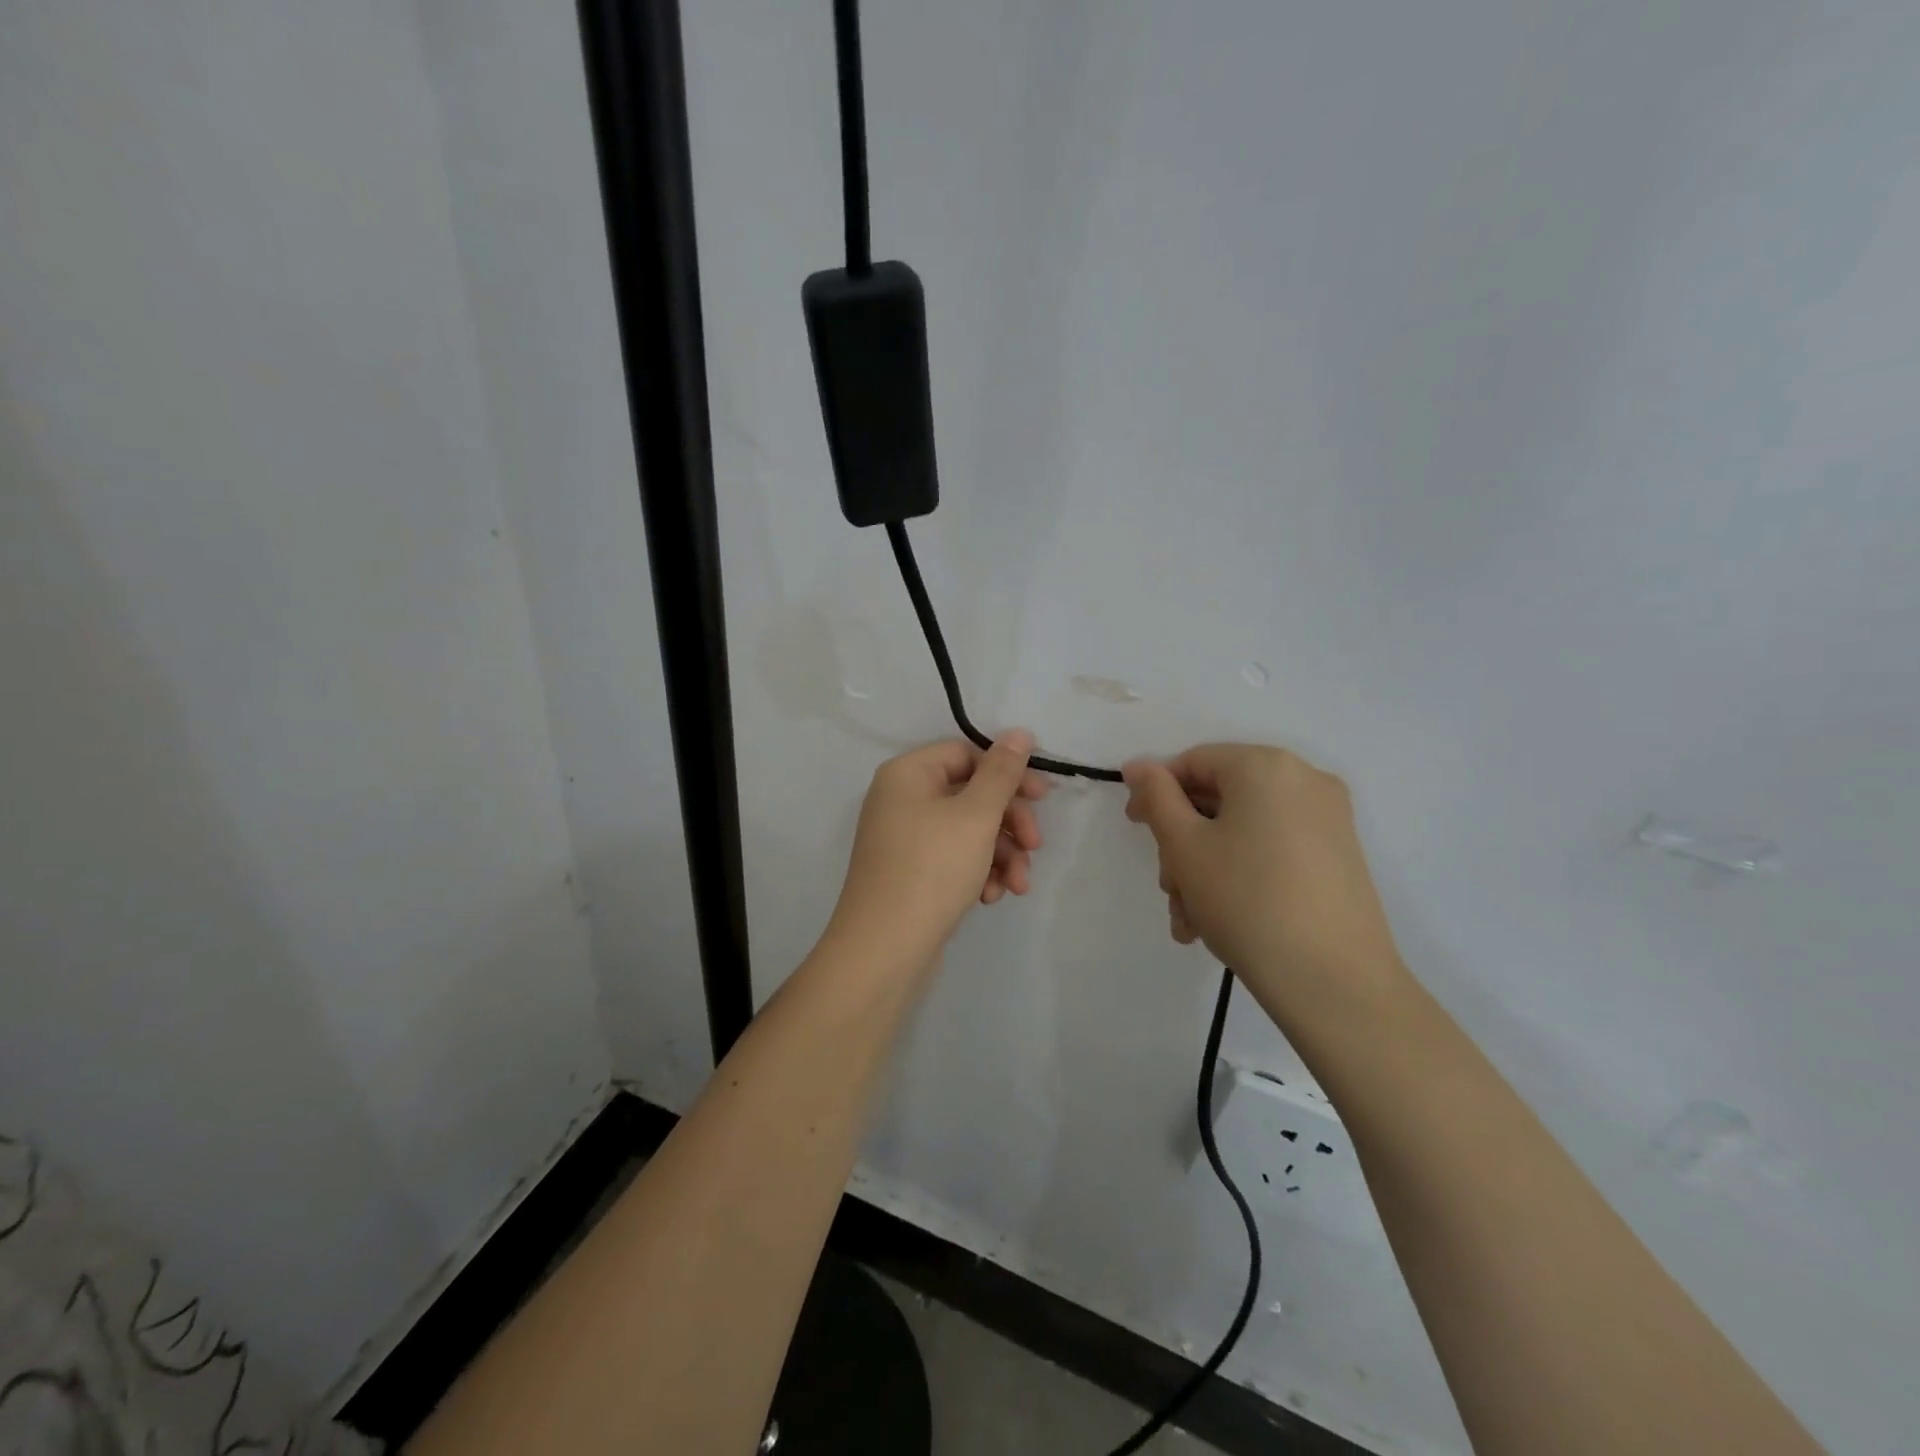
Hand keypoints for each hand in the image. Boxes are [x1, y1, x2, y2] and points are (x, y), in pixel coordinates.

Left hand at [829, 732, 1049, 967]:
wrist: (884, 951)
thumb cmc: (931, 870)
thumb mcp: (976, 815)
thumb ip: (1002, 772)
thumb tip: (1020, 732)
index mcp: (907, 774)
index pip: (966, 754)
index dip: (1008, 772)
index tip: (1042, 798)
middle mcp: (901, 800)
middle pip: (970, 794)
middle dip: (1009, 822)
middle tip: (1035, 846)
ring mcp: (905, 839)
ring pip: (968, 831)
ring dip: (1001, 854)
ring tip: (1018, 885)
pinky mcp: (912, 874)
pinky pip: (954, 859)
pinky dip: (979, 873)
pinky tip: (991, 897)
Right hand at [1121, 744, 1404, 1015]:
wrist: (1333, 981)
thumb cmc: (1246, 900)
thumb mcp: (1184, 847)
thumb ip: (1156, 797)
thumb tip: (1139, 766)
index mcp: (1266, 766)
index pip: (1194, 762)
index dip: (1155, 791)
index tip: (1134, 828)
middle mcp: (1304, 780)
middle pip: (1220, 799)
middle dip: (1183, 843)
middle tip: (1169, 888)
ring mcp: (1328, 820)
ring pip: (1244, 830)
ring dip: (1206, 868)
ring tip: (1191, 920)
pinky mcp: (1340, 857)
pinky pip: (1273, 850)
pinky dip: (1242, 874)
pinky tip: (1220, 922)